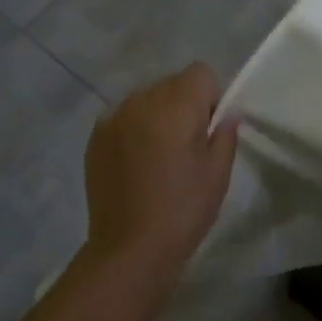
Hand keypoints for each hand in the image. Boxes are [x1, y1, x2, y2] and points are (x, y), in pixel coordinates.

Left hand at [82, 63, 239, 291]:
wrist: (129, 248)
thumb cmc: (183, 209)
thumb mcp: (218, 173)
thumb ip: (225, 134)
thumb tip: (225, 115)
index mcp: (177, 104)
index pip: (200, 72)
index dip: (210, 97)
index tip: (208, 129)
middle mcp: (143, 100)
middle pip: (171, 83)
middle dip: (183, 104)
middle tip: (186, 146)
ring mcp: (114, 117)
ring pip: (146, 99)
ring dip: (156, 116)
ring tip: (158, 157)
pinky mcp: (95, 136)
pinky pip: (122, 118)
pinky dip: (132, 130)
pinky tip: (135, 165)